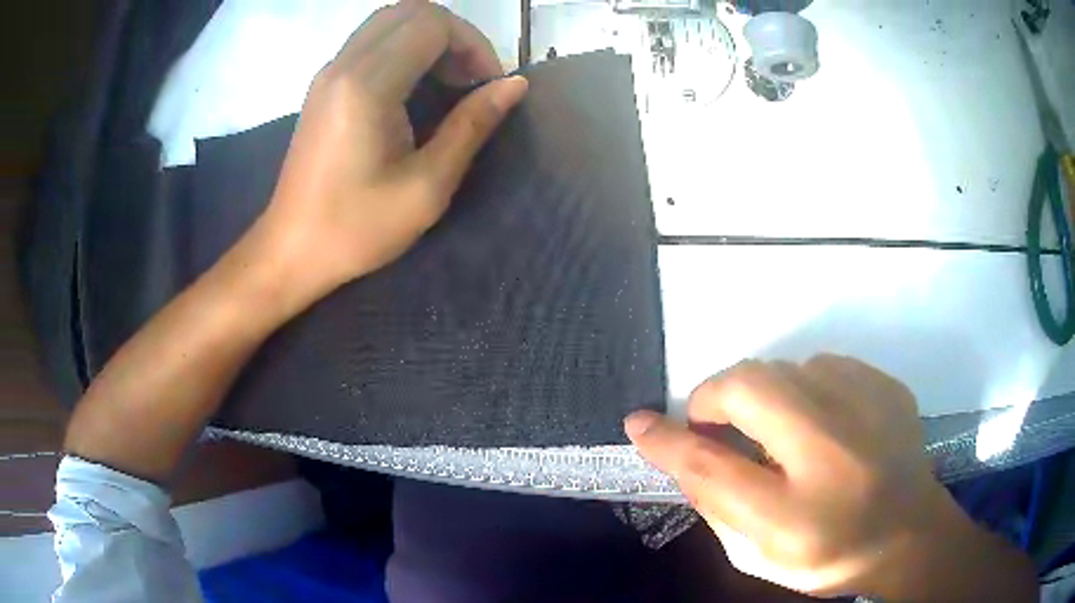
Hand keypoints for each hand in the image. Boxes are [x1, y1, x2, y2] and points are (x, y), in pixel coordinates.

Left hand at [260, 0, 527, 296]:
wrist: (290, 251)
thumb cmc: (355, 229)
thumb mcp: (426, 187)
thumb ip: (471, 125)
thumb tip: (514, 85)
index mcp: (367, 85)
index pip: (432, 24)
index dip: (473, 45)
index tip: (488, 86)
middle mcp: (344, 65)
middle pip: (412, 11)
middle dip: (454, 35)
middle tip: (470, 80)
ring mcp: (329, 72)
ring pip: (390, 21)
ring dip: (429, 39)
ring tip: (448, 83)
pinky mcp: (324, 85)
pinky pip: (372, 42)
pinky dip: (404, 49)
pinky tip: (415, 89)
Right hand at [625, 356, 962, 597]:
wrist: (908, 536)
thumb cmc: (827, 555)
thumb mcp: (759, 550)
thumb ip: (715, 500)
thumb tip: (675, 448)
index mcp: (798, 507)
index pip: (710, 463)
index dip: (667, 440)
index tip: (639, 423)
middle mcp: (835, 445)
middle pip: (747, 384)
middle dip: (718, 402)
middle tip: (721, 433)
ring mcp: (868, 403)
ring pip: (786, 368)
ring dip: (765, 397)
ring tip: (779, 434)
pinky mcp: (886, 384)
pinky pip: (824, 366)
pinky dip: (806, 389)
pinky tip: (821, 424)